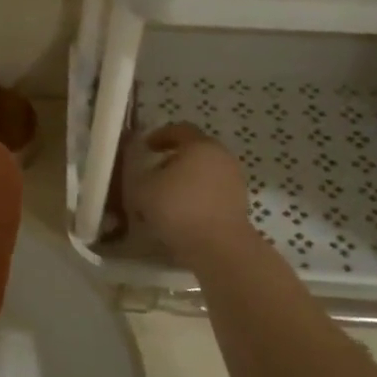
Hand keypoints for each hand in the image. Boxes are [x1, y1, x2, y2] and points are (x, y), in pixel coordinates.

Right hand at [129, 124, 252, 265]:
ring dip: (184, 181)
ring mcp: (233, 181)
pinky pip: (211, 193)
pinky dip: (195, 197)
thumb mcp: (142, 188)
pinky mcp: (238, 204)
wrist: (217, 246)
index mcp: (200, 146)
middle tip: (153, 174)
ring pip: (203, 173)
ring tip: (164, 198)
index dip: (159, 136)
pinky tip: (180, 214)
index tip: (145, 147)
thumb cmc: (178, 208)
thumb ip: (138, 173)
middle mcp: (221, 157)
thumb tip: (144, 171)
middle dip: (171, 160)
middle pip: (194, 151)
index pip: (179, 129)